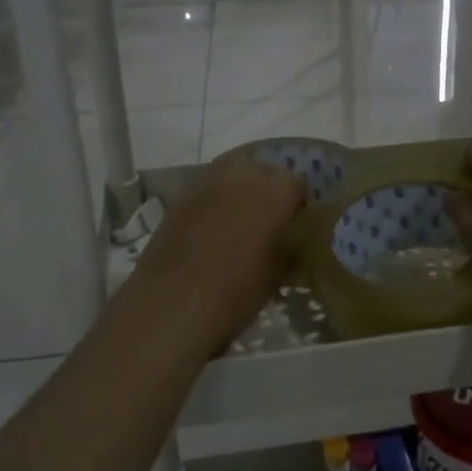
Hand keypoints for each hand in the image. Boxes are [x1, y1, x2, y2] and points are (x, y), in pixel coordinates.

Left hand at [124, 153, 305, 353]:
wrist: (173, 303)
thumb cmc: (237, 291)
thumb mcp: (278, 274)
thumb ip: (289, 249)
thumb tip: (290, 243)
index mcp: (277, 190)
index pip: (298, 184)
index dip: (298, 204)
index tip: (295, 225)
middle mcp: (244, 174)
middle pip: (263, 167)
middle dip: (267, 187)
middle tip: (266, 218)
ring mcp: (207, 181)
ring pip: (231, 171)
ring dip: (238, 188)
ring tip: (238, 219)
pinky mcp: (180, 195)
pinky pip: (206, 188)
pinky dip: (213, 200)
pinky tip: (211, 228)